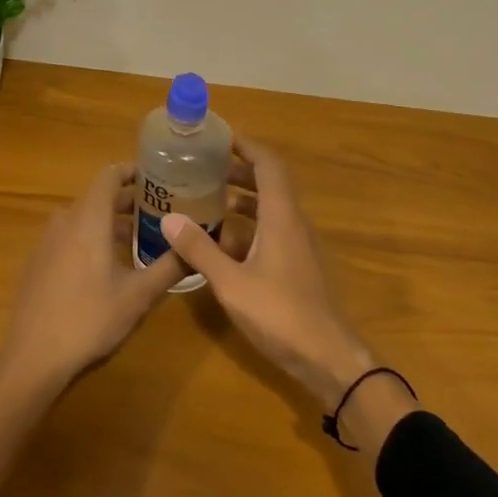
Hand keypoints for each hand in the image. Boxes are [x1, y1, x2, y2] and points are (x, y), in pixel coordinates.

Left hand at [0, 162, 186, 489]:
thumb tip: (198, 247)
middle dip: (130, 200)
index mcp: (89, 218)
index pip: (110, 174)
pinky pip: (70, 235)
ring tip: (140, 238)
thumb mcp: (138, 295)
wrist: (33, 356)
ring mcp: (47, 241)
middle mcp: (65, 220)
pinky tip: (108, 265)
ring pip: (84, 217)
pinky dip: (91, 237)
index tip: (159, 177)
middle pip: (99, 196)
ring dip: (111, 221)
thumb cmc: (89, 318)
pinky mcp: (39, 261)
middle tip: (161, 211)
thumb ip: (170, 266)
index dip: (134, 170)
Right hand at [159, 139, 375, 408]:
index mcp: (281, 217)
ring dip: (241, 198)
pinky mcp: (296, 266)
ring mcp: (297, 246)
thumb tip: (169, 218)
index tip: (220, 137)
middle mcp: (292, 223)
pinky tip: (220, 242)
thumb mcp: (231, 283)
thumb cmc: (281, 314)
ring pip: (269, 208)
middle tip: (203, 167)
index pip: (269, 165)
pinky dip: (246, 225)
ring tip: (206, 198)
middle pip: (269, 183)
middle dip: (238, 170)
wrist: (328, 358)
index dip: (247, 146)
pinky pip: (270, 230)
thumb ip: (200, 250)